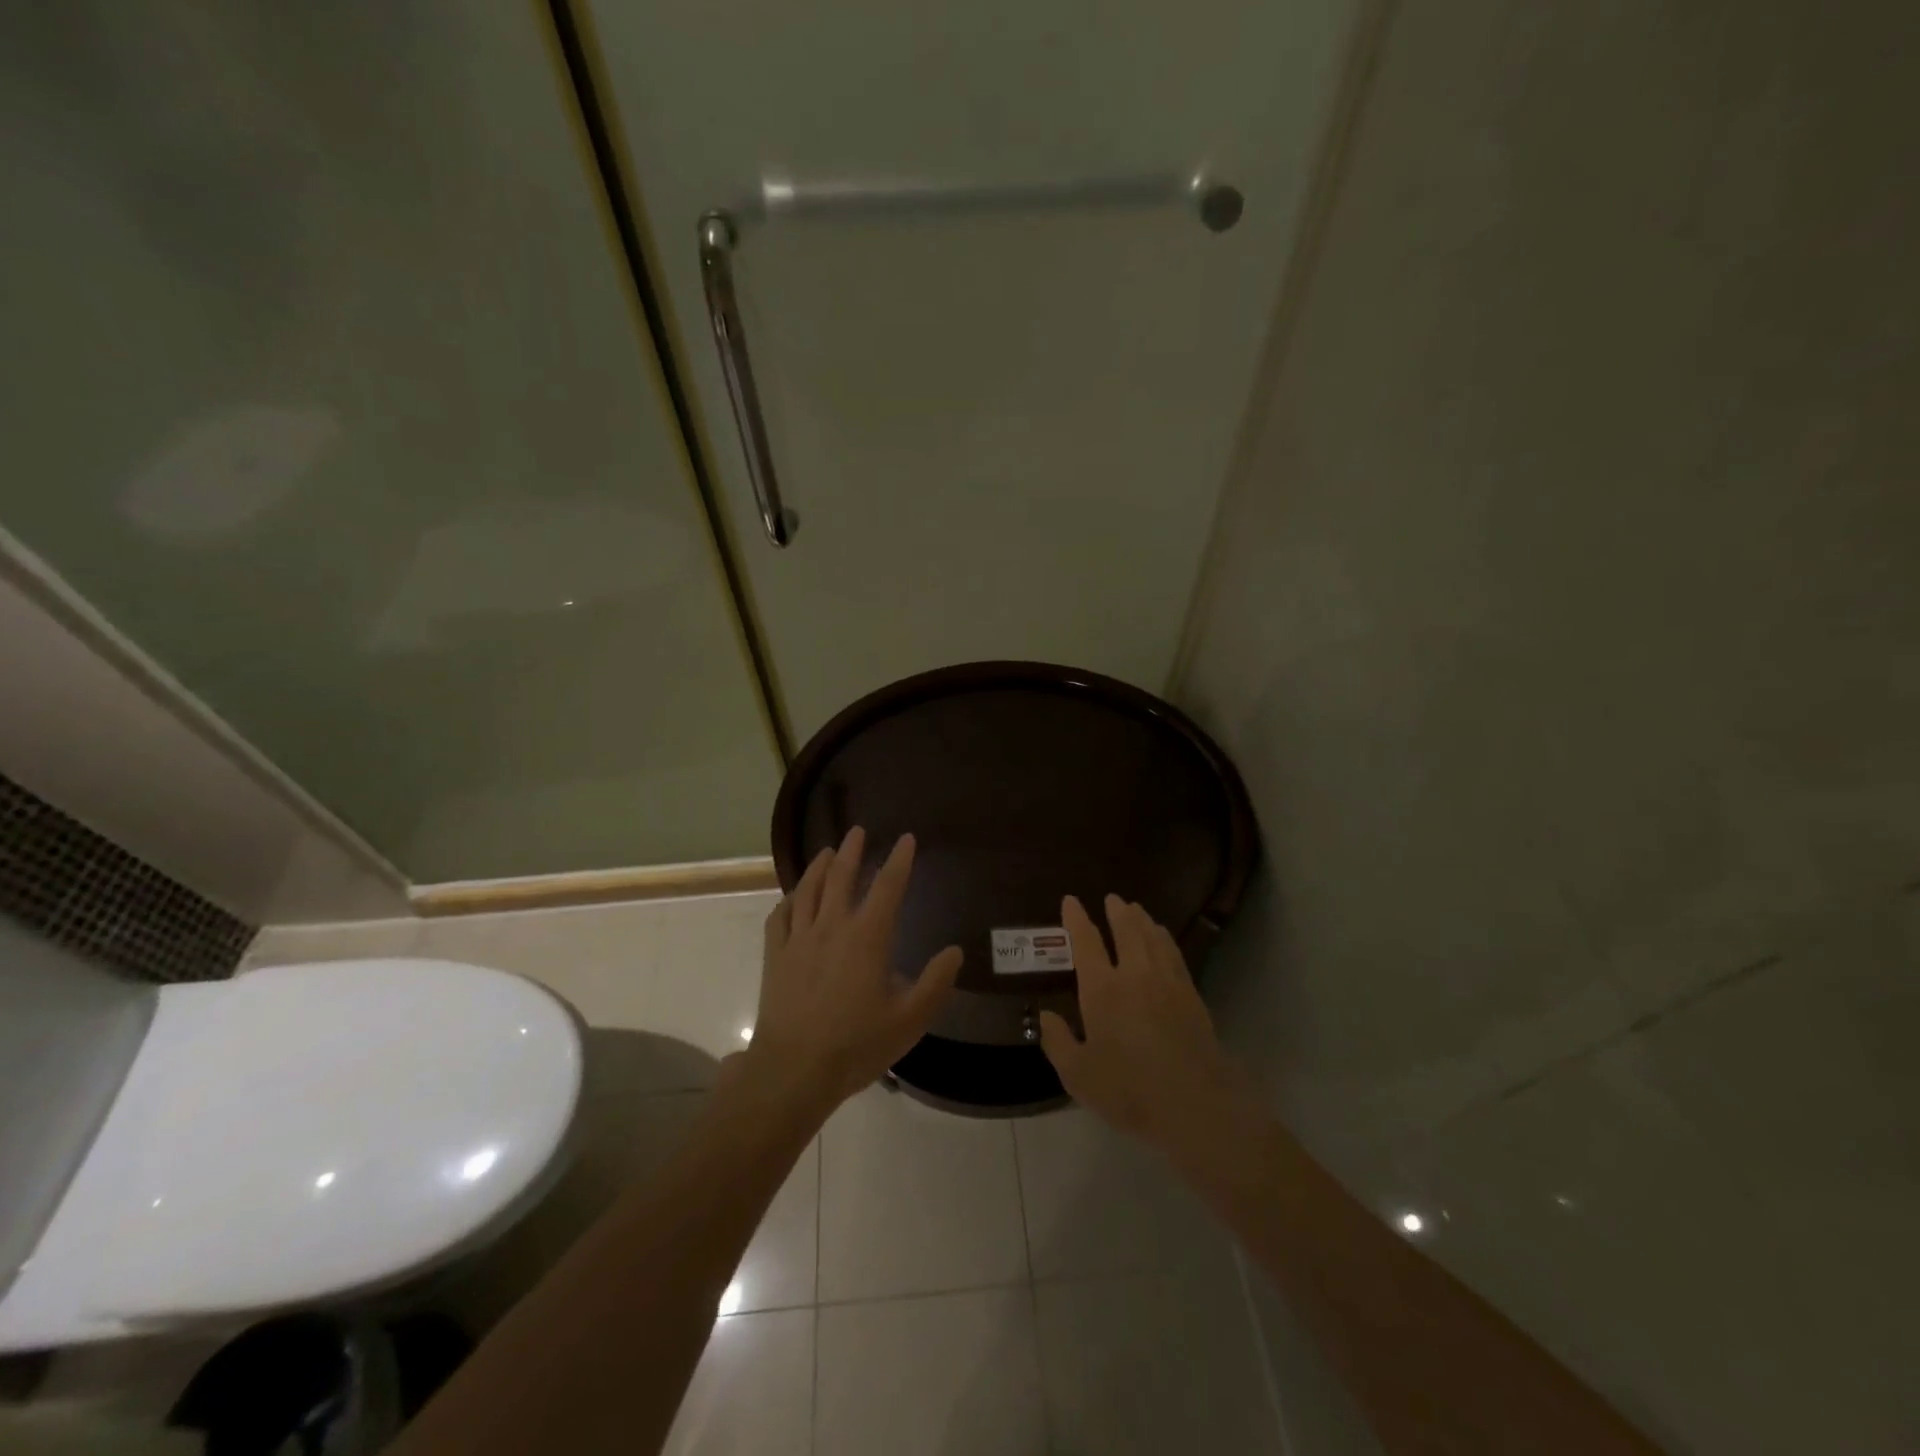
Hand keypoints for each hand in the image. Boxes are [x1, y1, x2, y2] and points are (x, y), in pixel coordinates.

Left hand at [744, 827, 962, 1114]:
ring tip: (826, 851)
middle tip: (858, 831)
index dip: (899, 860)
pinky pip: (780, 917)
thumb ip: (936, 983)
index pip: (888, 887)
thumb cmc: (856, 1045)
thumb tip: (954, 951)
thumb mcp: (910, 1019)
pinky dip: (789, 900)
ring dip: (818, 866)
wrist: (793, 1070)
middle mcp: (832, 927)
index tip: (907, 839)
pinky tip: (793, 897)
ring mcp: (799, 939)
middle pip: (840, 877)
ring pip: (808, 890)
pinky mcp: (776, 956)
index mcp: (868, 937)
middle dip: (851, 851)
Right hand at [1039, 894, 1252, 1153]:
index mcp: (1102, 989)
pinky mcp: (1191, 995)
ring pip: (1153, 938)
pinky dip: (1165, 939)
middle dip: (1117, 911)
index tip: (1071, 900)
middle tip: (1112, 898)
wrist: (1194, 1102)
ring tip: (1136, 909)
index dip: (1077, 920)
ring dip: (1142, 920)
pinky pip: (1174, 954)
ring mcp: (1167, 982)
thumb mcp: (1078, 1074)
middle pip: (1126, 931)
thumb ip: (1058, 1042)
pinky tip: (1163, 938)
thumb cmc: (1128, 1089)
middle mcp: (1134, 975)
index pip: (1086, 943)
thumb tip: (1046, 1016)